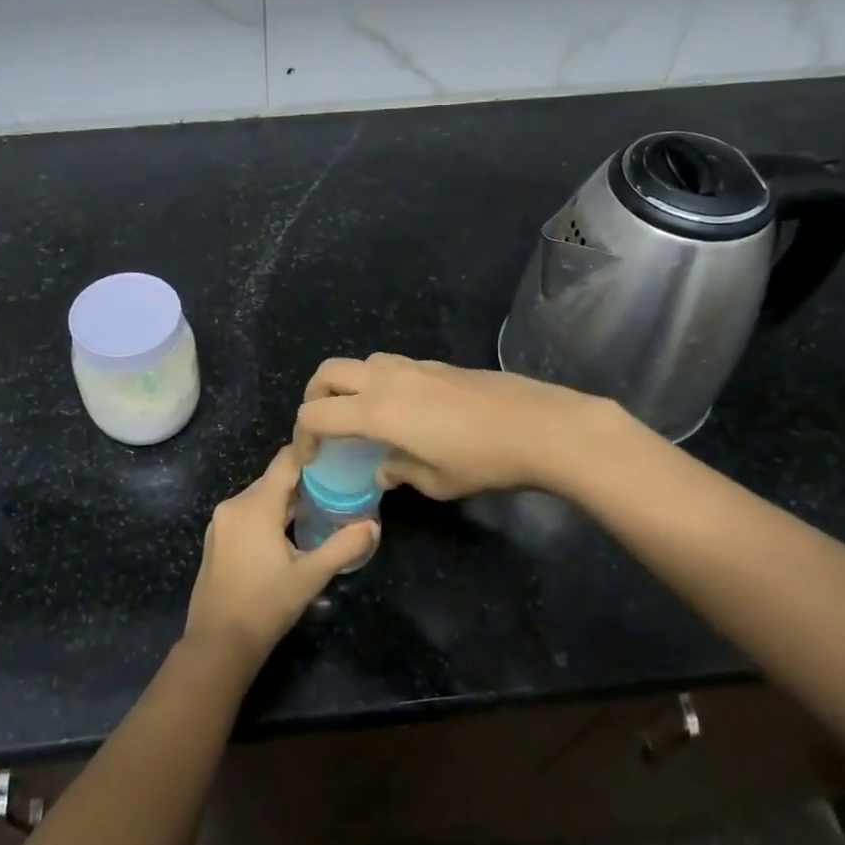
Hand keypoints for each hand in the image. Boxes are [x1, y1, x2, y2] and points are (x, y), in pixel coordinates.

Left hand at [182, 445, 375, 674]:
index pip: (285, 461)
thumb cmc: (265, 606)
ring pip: (261, 497)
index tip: (338, 454)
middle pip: (274, 479)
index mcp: (255, 505)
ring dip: (287, 501)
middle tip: (338, 487)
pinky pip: (248, 513)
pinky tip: (290, 532)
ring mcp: (221, 522)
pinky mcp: (217, 538)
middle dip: (304, 481)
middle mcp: (233, 504)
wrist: (218, 644)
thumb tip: (373, 525)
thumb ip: (344, 546)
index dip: (311, 453)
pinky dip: (270, 515)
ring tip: (320, 509)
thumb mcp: (310, 576)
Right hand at [295, 353, 614, 499]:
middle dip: (314, 397)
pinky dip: (378, 382)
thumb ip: (399, 472)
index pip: (316, 414)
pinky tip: (402, 410)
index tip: (311, 458)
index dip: (303, 437)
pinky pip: (390, 366)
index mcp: (378, 412)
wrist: (540, 426)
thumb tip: (383, 467)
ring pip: (360, 363)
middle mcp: (387, 380)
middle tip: (323, 426)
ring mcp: (413, 367)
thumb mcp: (436, 482)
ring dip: (348, 385)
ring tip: (361, 416)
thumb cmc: (484, 462)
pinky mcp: (436, 365)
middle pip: (328, 372)